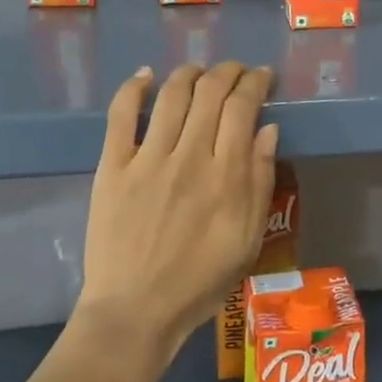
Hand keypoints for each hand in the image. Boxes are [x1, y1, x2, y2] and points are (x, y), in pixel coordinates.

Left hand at [77, 62, 279, 367]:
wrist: (135, 311)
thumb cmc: (200, 281)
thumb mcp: (248, 239)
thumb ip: (260, 181)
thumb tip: (268, 129)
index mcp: (226, 175)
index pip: (242, 107)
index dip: (255, 82)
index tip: (262, 76)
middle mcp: (188, 157)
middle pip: (210, 92)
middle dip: (227, 71)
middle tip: (235, 70)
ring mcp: (147, 159)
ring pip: (171, 96)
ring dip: (188, 73)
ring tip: (198, 70)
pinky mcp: (112, 168)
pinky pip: (120, 117)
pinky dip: (132, 89)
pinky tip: (144, 76)